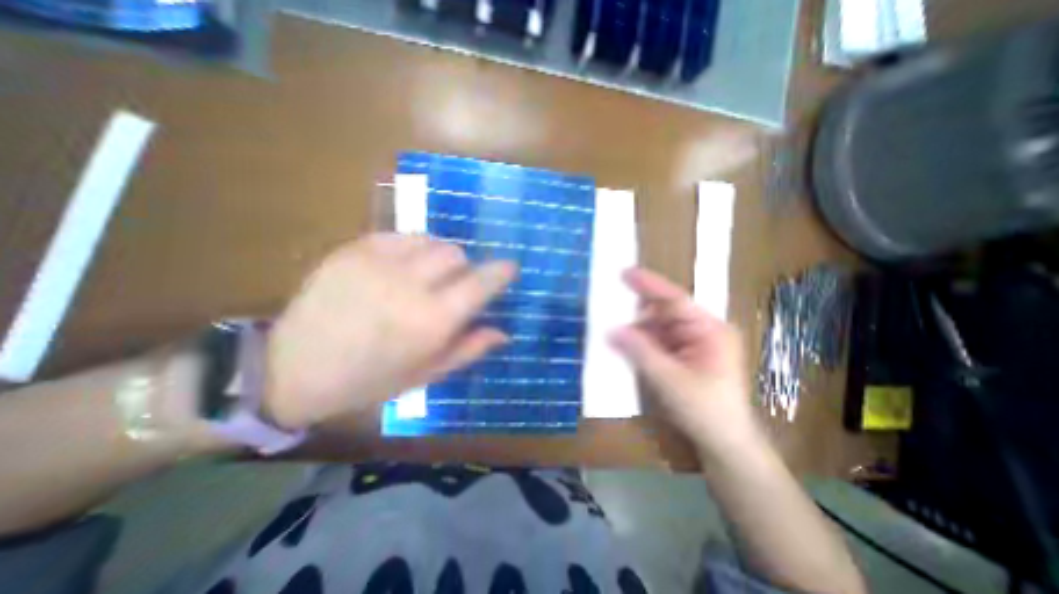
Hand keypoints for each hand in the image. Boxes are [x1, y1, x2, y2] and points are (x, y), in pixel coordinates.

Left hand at [263, 232, 514, 431]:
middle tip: (452, 284)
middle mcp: (410, 285)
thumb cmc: (371, 379)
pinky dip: (411, 248)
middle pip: (456, 253)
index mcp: (432, 321)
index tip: (509, 267)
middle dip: (463, 267)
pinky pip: (400, 235)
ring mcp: (378, 262)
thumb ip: (469, 349)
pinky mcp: (354, 250)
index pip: (481, 283)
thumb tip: (503, 332)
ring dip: (438, 255)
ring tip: (425, 274)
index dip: (501, 272)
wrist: (294, 368)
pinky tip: (399, 266)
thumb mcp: (427, 374)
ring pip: (431, 240)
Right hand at [608, 267, 755, 453]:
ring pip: (657, 328)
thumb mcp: (670, 380)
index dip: (649, 284)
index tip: (624, 272)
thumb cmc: (706, 411)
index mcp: (709, 330)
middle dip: (637, 312)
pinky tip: (624, 346)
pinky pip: (657, 342)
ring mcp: (691, 344)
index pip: (675, 299)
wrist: (725, 445)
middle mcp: (701, 331)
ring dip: (636, 330)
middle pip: (664, 312)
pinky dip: (640, 343)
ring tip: (612, 330)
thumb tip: (611, 330)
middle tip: (610, 308)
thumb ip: (640, 351)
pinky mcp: (682, 356)